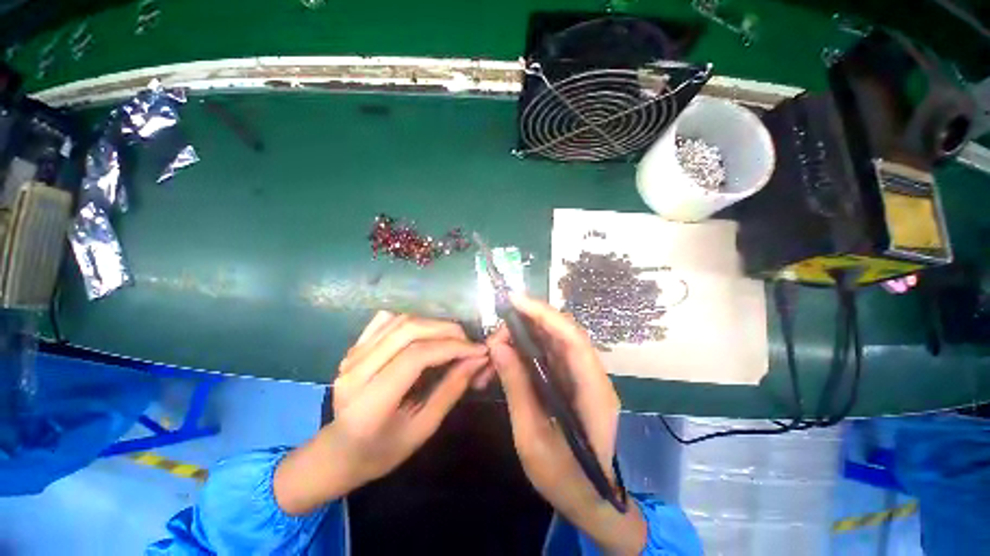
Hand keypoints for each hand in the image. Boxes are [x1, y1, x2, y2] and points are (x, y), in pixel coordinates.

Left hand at [274, 312, 487, 514]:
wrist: (339, 450)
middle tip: (469, 342)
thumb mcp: (423, 428)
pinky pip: (387, 320)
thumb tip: (477, 360)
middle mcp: (357, 370)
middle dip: (447, 331)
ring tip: (453, 338)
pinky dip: (413, 320)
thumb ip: (451, 390)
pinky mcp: (354, 347)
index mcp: (371, 400)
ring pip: (400, 321)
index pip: (416, 356)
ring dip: (433, 324)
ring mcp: (352, 355)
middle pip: (409, 330)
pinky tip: (426, 332)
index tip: (479, 350)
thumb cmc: (382, 450)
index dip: (452, 347)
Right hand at [487, 294, 646, 555]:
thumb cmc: (564, 478)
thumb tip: (498, 347)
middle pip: (561, 333)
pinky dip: (526, 351)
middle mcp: (592, 375)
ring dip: (523, 337)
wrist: (590, 500)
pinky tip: (506, 359)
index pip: (572, 337)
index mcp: (592, 390)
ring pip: (552, 341)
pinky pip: (548, 355)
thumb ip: (517, 388)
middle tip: (494, 336)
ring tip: (495, 348)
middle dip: (526, 324)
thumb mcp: (532, 437)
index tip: (514, 301)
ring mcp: (583, 376)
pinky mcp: (571, 380)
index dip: (544, 314)